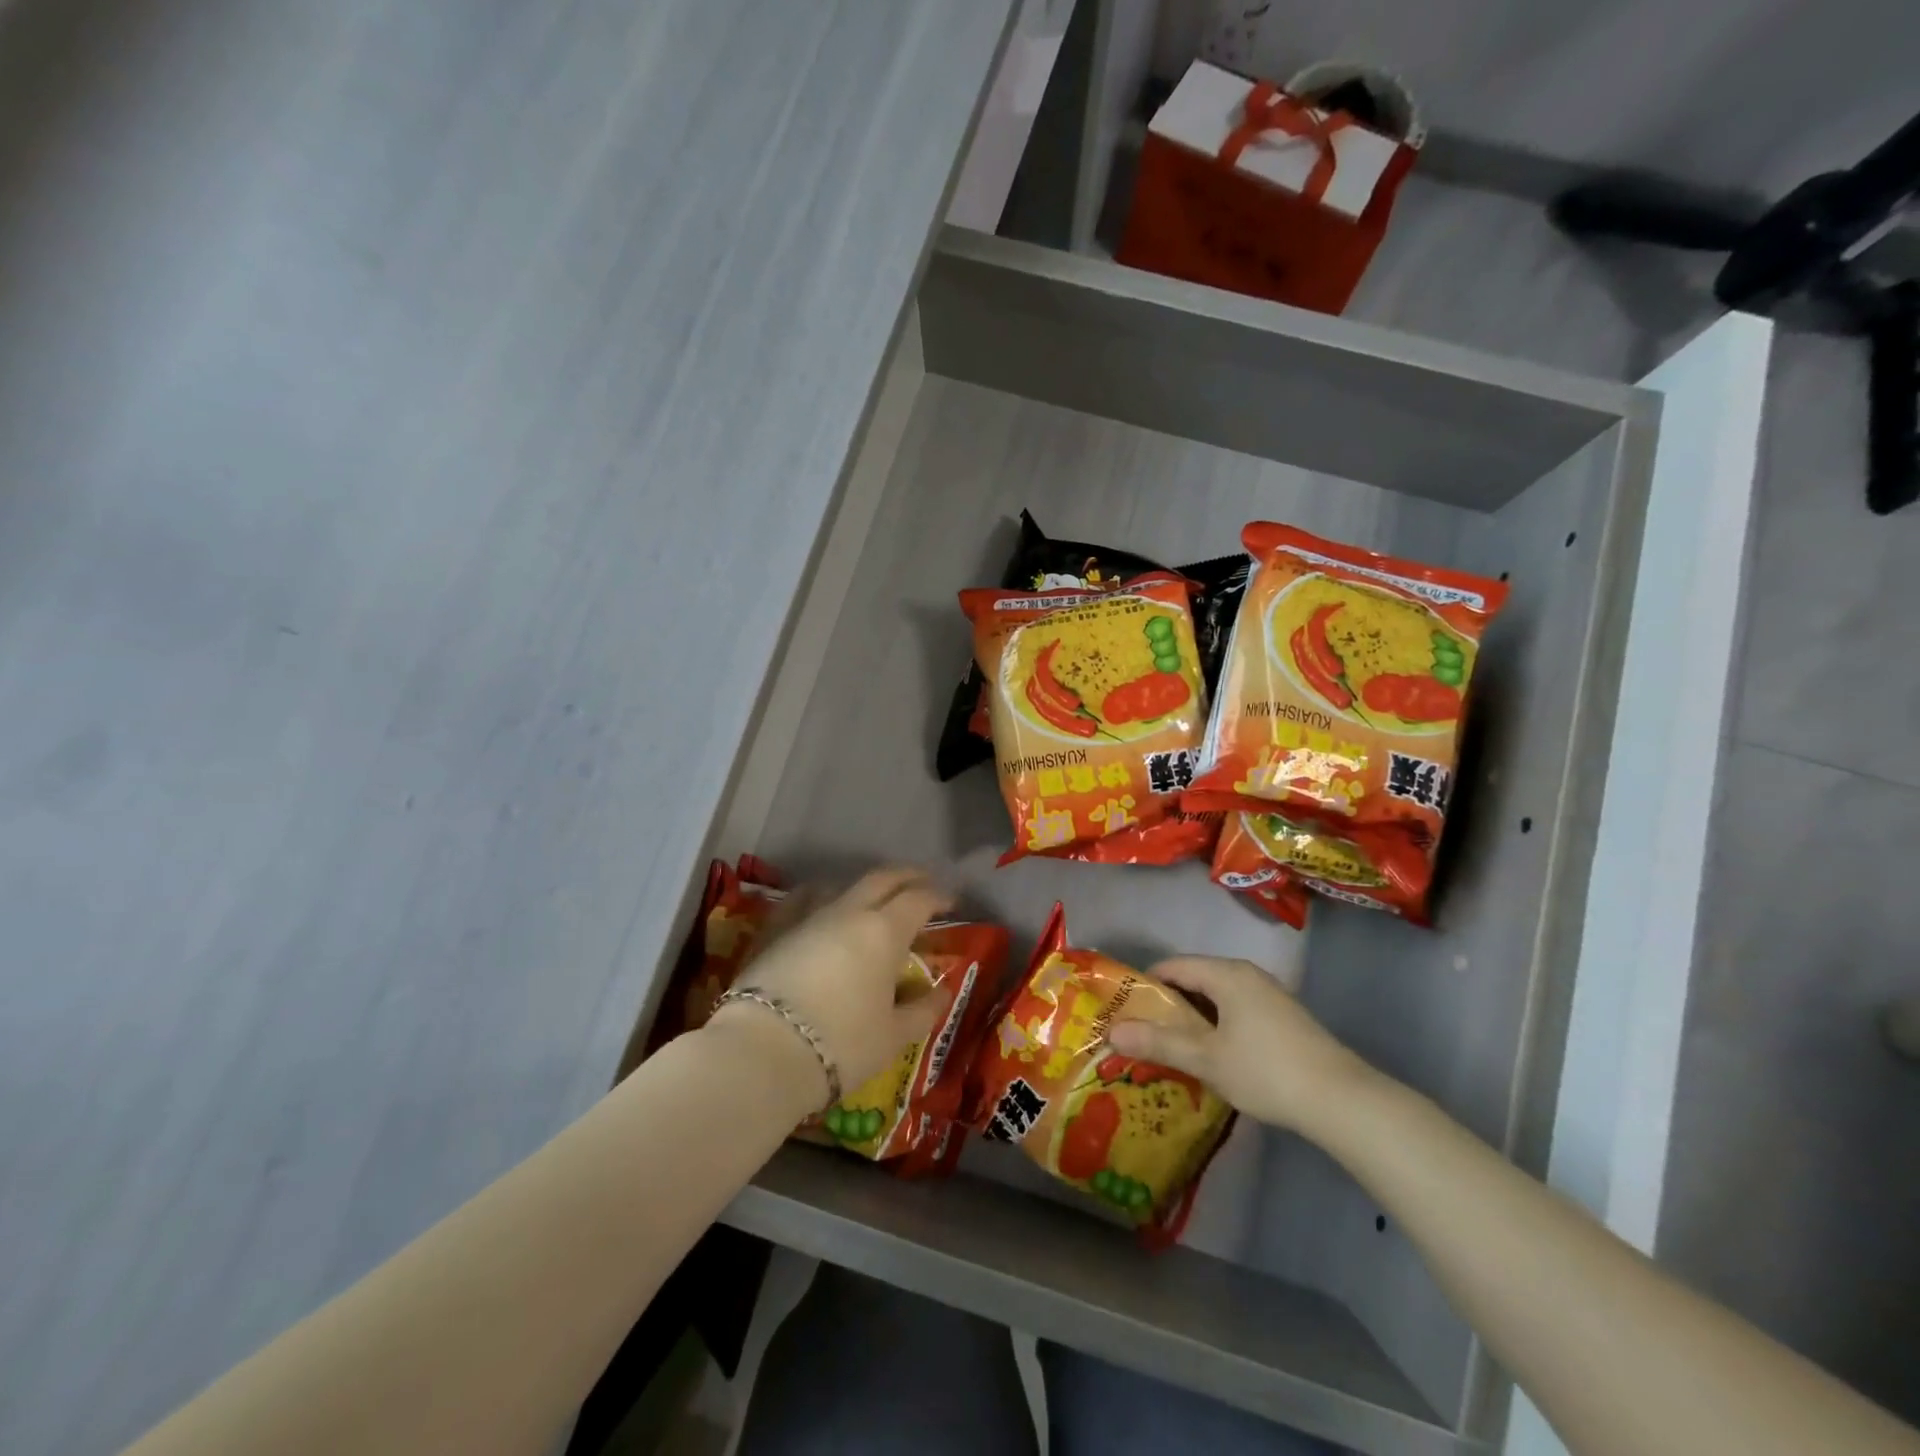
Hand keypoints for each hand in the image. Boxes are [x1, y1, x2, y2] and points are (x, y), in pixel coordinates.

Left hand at [708, 868, 951, 1108]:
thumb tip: (942, 991)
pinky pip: (802, 900)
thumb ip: (922, 1010)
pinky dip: (820, 897)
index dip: (938, 896)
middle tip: (922, 883)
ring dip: (864, 887)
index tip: (951, 902)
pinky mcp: (774, 931)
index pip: (918, 899)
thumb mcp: (893, 1036)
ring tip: (872, 898)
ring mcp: (807, 917)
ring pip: (841, 885)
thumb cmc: (841, 1044)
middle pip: (881, 879)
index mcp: (884, 931)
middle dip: (906, 877)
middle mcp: (848, 912)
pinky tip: (818, 906)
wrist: (761, 1052)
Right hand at [1105, 956, 1367, 1133]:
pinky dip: (1216, 1026)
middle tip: (1141, 1032)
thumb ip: (1159, 1043)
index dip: (1144, 985)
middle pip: (1195, 979)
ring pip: (1216, 998)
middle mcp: (1247, 975)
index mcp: (1226, 974)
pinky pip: (1235, 1011)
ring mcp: (1268, 996)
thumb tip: (1112, 1033)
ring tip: (1169, 1047)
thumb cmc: (1266, 1071)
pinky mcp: (1283, 1018)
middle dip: (1166, 1005)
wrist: (1343, 1101)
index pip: (1173, 966)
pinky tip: (1210, 1056)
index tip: (1123, 1010)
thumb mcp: (1206, 1059)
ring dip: (1192, 1019)